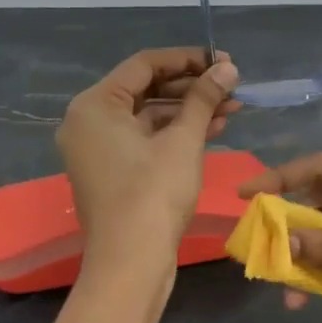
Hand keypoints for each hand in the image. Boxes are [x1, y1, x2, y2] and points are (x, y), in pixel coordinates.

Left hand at [58, 47, 241, 273]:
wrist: (131, 263)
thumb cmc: (153, 193)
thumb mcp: (183, 140)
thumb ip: (204, 98)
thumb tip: (226, 68)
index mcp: (94, 105)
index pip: (144, 65)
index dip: (187, 59)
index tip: (223, 60)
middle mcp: (88, 122)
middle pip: (146, 90)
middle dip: (192, 87)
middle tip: (231, 85)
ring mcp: (99, 150)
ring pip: (149, 117)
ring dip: (189, 111)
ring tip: (232, 108)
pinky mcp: (113, 173)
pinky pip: (145, 140)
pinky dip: (176, 134)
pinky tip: (214, 130)